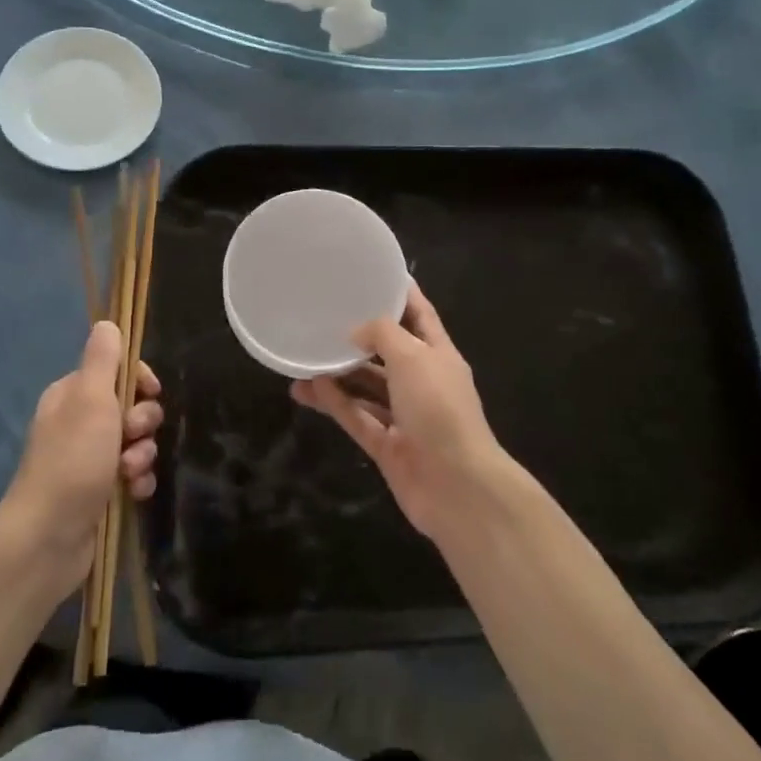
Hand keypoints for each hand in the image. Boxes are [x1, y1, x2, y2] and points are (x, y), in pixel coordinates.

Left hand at [0, 321, 161, 599]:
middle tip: (131, 436)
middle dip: (142, 422)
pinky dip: (139, 481)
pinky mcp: (100, 490)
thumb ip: (103, 360)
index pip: (117, 371)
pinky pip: (134, 474)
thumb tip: (107, 323)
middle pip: (131, 406)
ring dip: (142, 455)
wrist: (48, 538)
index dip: (139, 379)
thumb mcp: (90, 399)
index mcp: (72, 396)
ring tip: (129, 473)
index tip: (149, 392)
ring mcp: (89, 459)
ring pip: (136, 443)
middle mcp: (79, 423)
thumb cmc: (72, 461)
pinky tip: (134, 492)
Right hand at [291, 284, 524, 544]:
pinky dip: (336, 403)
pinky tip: (308, 389)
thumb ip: (382, 335)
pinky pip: (357, 417)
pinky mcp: (387, 446)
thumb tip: (356, 333)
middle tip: (324, 318)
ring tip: (303, 358)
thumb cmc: (440, 409)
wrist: (456, 486)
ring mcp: (405, 416)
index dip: (401, 294)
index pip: (420, 315)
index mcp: (439, 355)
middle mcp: (423, 383)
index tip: (374, 274)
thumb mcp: (413, 357)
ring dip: (338, 374)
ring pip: (367, 387)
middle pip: (388, 352)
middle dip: (360, 337)